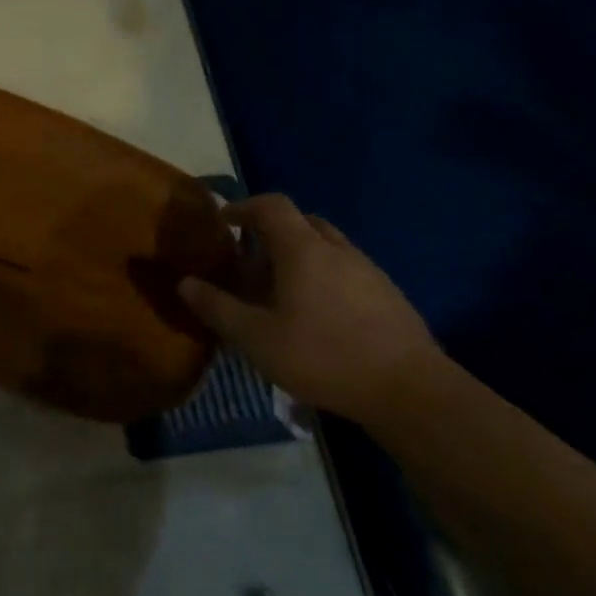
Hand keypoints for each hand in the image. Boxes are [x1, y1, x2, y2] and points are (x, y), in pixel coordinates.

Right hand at [179, 194, 448, 428]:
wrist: (410, 391)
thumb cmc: (324, 356)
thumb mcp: (257, 338)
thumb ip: (218, 308)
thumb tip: (185, 283)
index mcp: (303, 249)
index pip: (272, 205)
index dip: (244, 207)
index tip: (224, 222)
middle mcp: (337, 249)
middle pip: (302, 221)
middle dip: (272, 231)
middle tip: (252, 260)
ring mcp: (368, 270)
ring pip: (327, 246)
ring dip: (300, 255)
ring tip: (282, 290)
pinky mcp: (389, 295)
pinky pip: (347, 269)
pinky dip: (325, 276)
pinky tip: (318, 315)